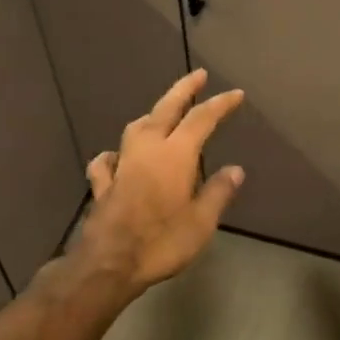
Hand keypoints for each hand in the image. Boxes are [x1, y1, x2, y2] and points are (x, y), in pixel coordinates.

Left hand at [73, 70, 245, 292]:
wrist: (107, 264)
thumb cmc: (161, 242)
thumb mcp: (201, 222)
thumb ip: (217, 192)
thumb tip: (235, 170)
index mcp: (175, 155)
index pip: (202, 119)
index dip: (220, 104)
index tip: (236, 94)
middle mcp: (147, 150)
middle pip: (165, 109)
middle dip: (184, 90)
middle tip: (198, 75)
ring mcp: (121, 165)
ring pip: (135, 128)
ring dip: (151, 115)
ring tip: (162, 113)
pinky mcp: (103, 185)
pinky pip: (107, 161)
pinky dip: (114, 154)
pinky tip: (116, 157)